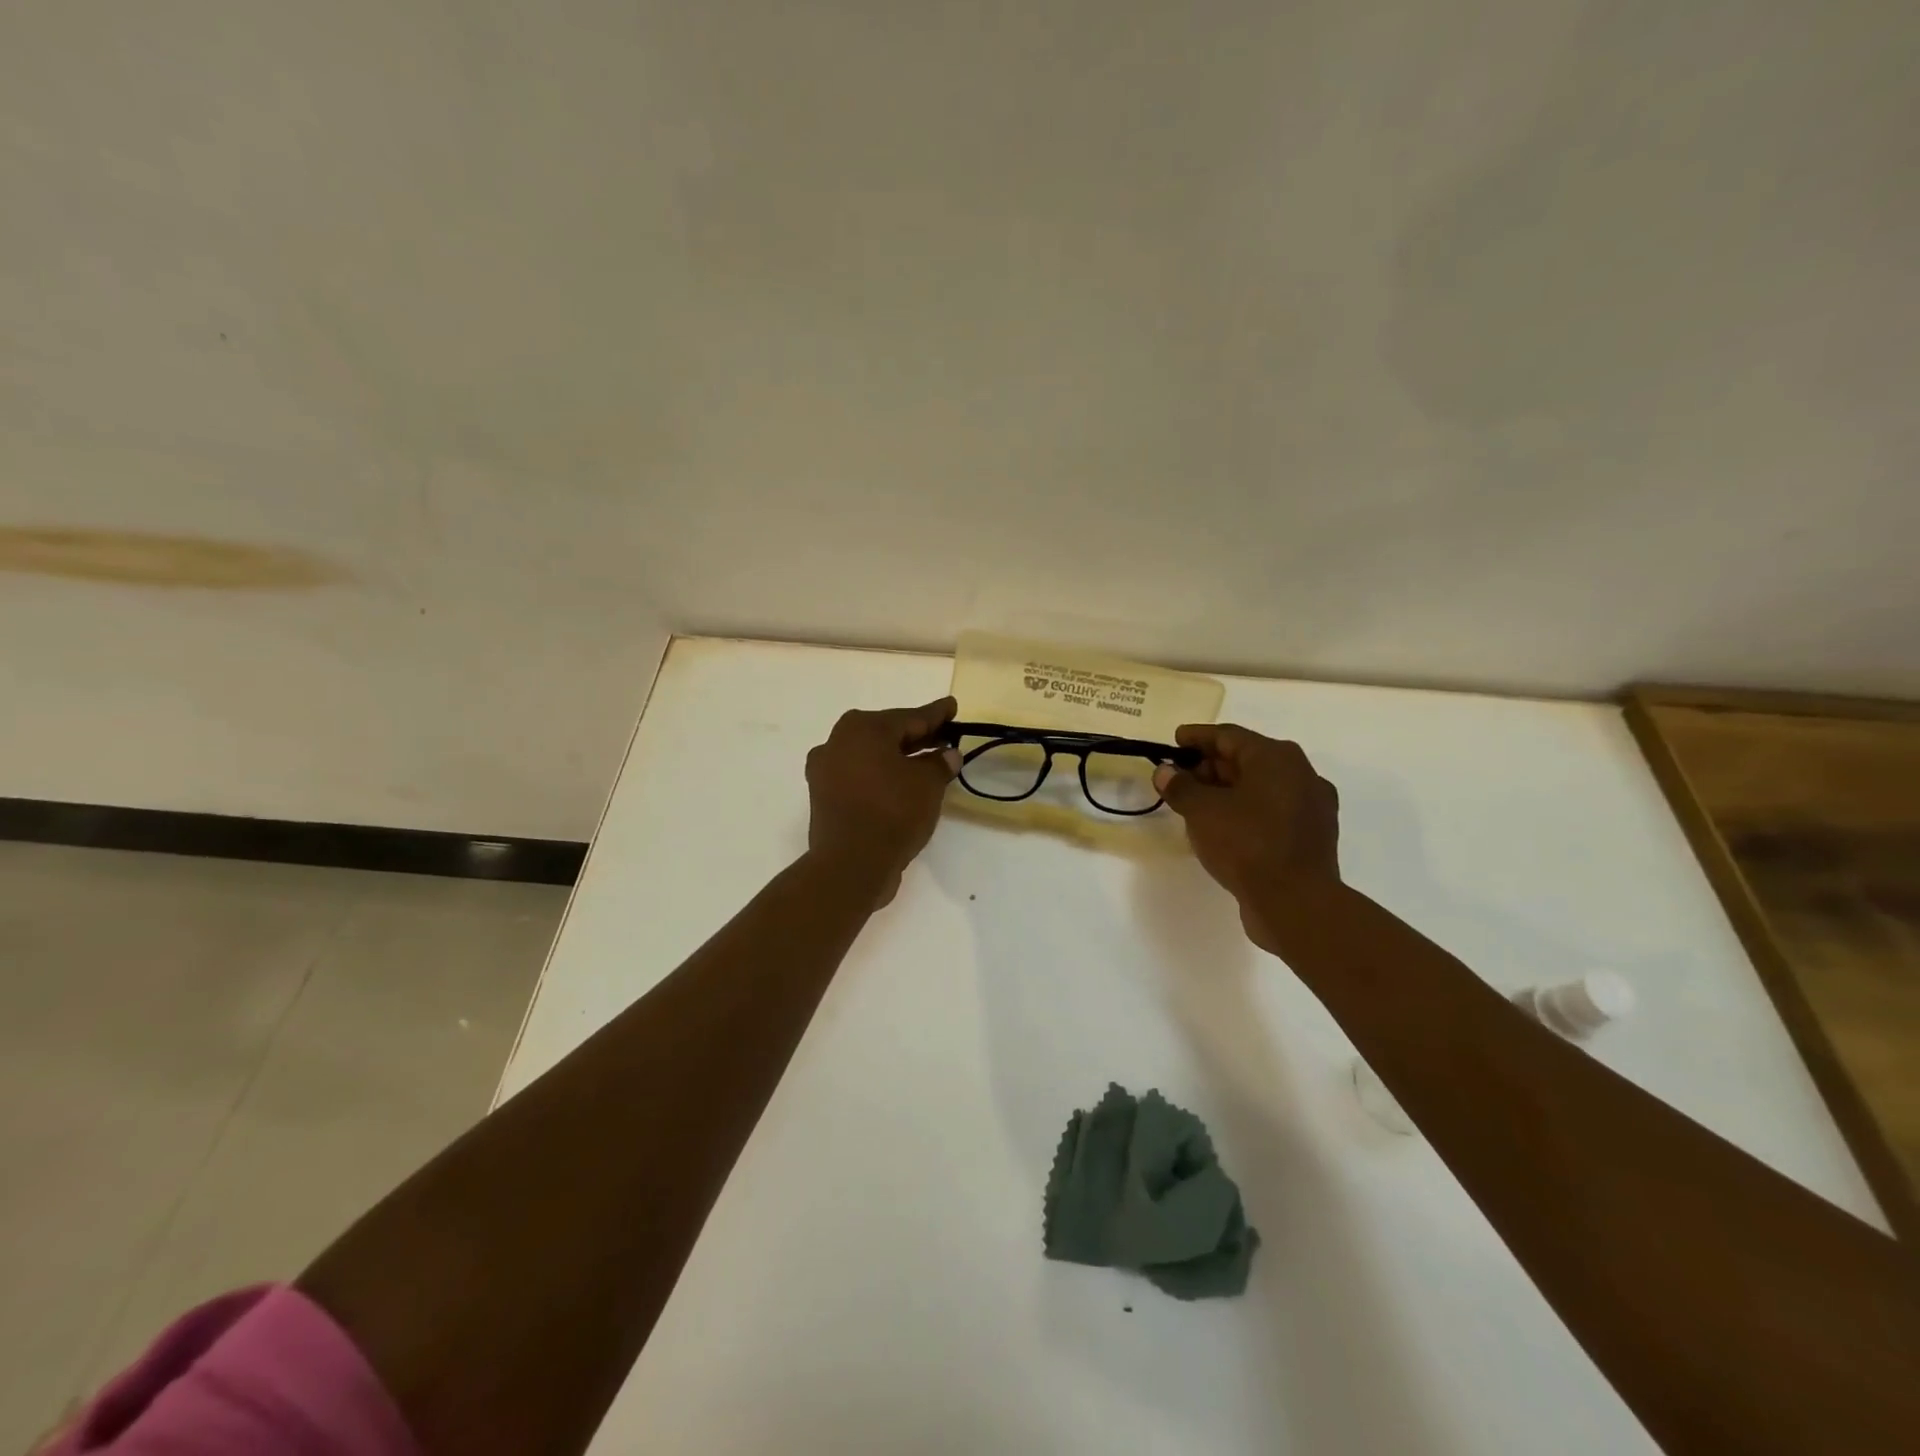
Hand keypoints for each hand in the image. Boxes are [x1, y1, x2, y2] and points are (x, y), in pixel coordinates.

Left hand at [805, 697, 960, 904]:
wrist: (851, 864)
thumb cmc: (892, 812)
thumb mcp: (927, 784)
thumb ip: (940, 763)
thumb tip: (948, 754)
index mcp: (863, 728)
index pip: (910, 717)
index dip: (936, 714)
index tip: (952, 706)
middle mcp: (838, 741)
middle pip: (887, 734)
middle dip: (917, 736)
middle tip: (944, 736)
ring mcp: (826, 770)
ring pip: (872, 756)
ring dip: (898, 758)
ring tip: (927, 763)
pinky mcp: (824, 796)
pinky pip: (860, 776)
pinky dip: (881, 777)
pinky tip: (901, 785)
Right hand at [1152, 724, 1340, 953]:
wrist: (1296, 903)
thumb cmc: (1247, 844)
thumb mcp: (1201, 811)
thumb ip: (1180, 786)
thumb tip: (1165, 772)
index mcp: (1276, 758)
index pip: (1229, 736)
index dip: (1198, 737)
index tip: (1175, 741)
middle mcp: (1301, 774)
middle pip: (1247, 759)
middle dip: (1211, 766)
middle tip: (1180, 777)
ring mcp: (1312, 807)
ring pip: (1261, 787)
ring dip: (1228, 791)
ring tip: (1197, 804)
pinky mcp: (1312, 837)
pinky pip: (1272, 812)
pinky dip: (1246, 812)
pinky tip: (1224, 828)